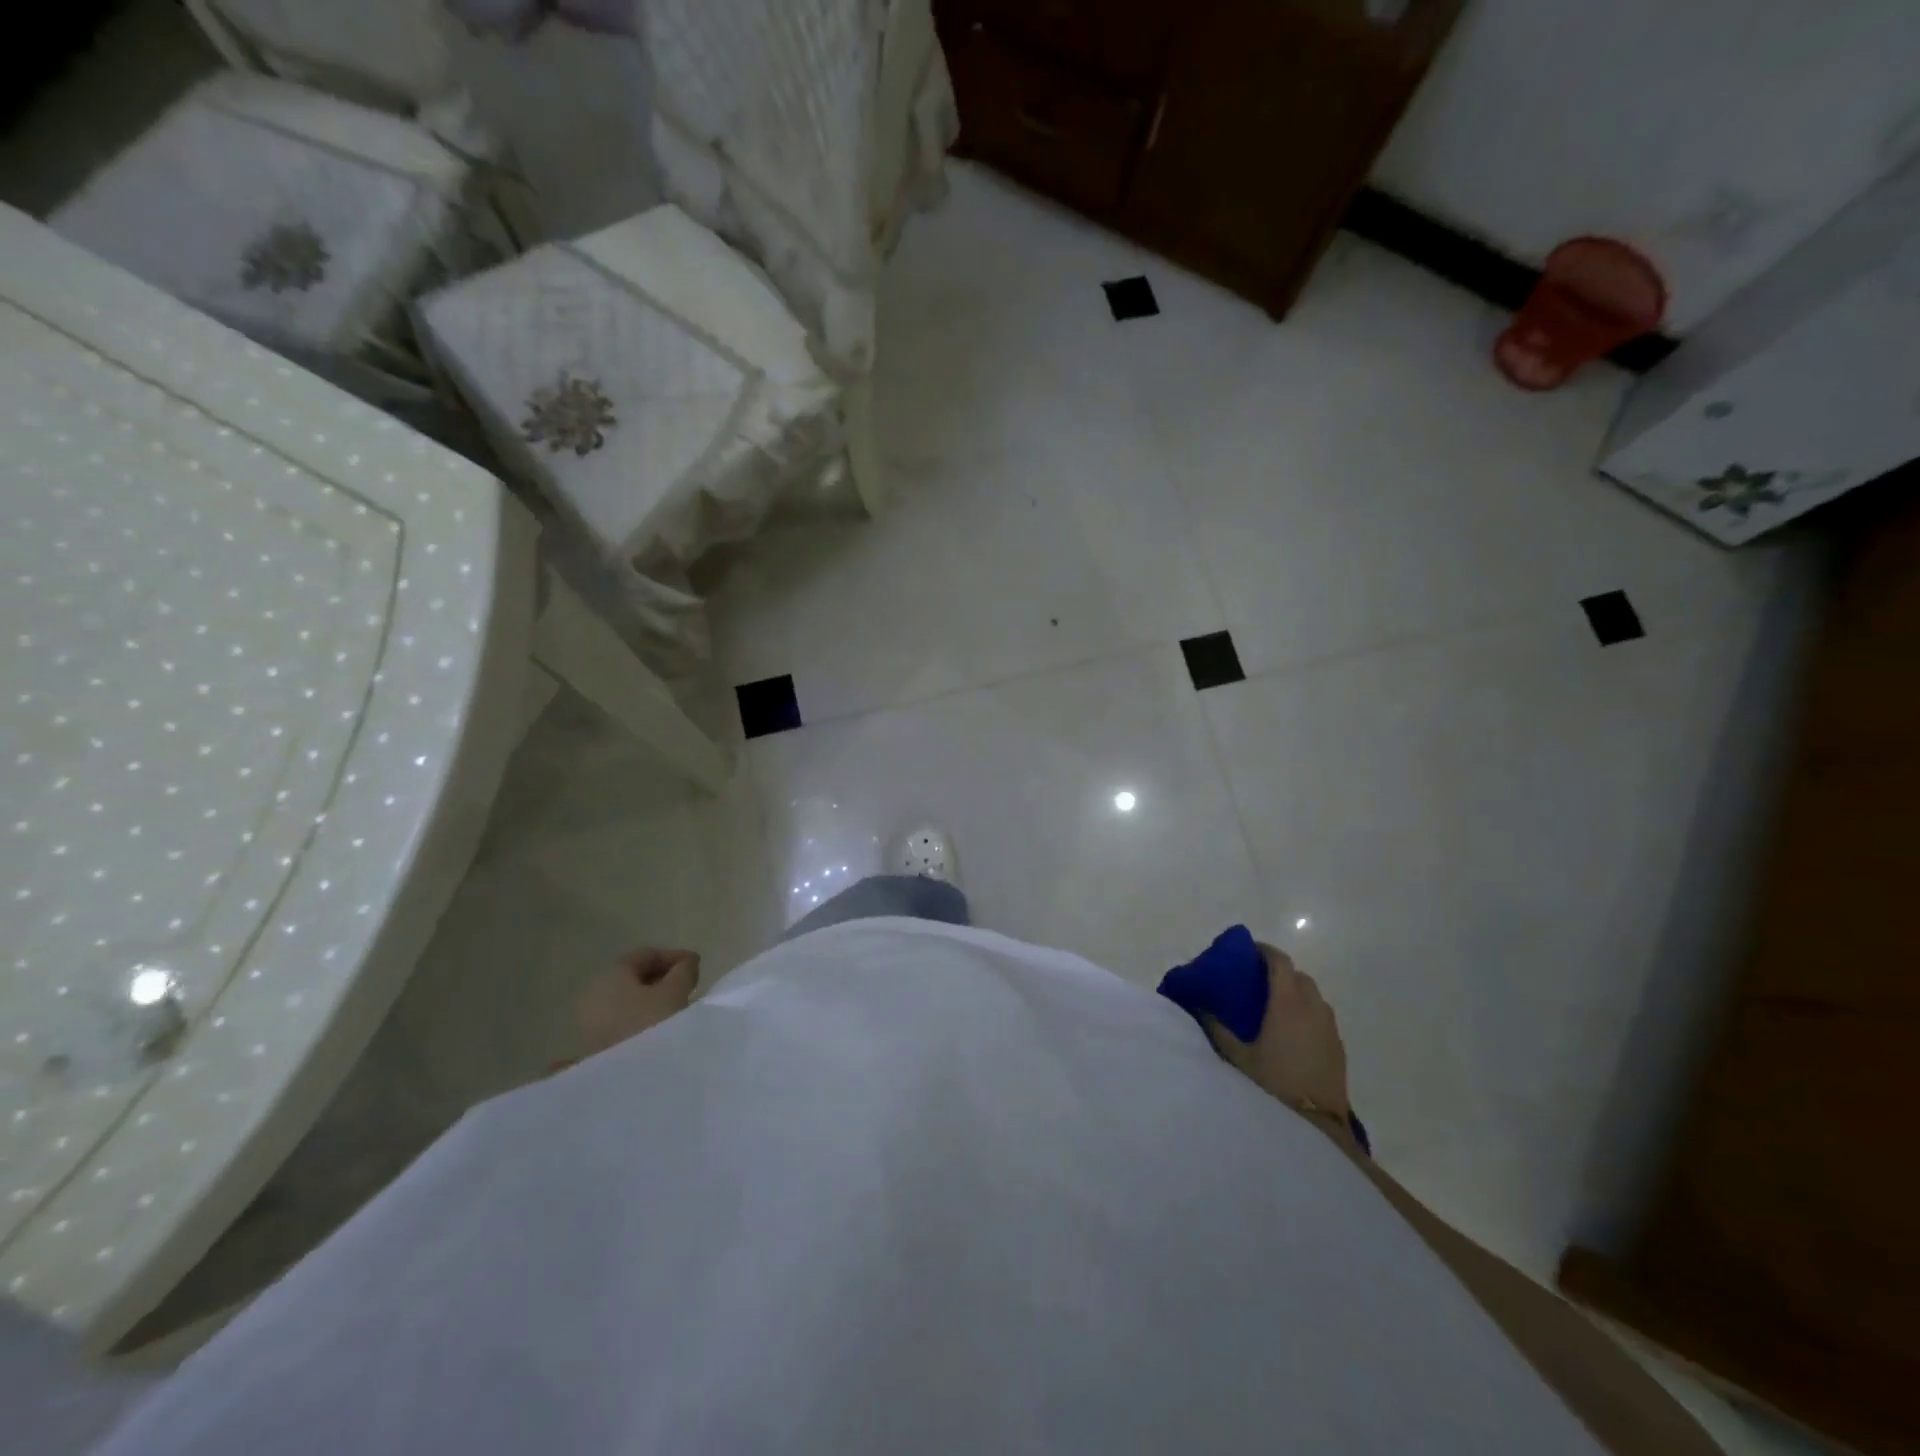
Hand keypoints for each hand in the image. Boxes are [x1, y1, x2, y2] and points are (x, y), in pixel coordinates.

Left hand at [574, 947, 699, 1057]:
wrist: (624, 1083)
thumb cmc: (651, 1026)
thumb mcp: (675, 992)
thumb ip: (684, 970)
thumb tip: (686, 963)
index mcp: (610, 976)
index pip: (645, 955)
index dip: (673, 956)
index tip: (697, 967)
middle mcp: (593, 994)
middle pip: (633, 977)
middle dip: (663, 978)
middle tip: (689, 986)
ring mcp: (589, 1022)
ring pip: (627, 1000)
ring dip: (653, 1000)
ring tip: (677, 1008)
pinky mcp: (591, 1045)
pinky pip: (621, 1019)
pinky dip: (640, 1017)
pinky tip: (658, 1028)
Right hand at [1203, 942, 1350, 1119]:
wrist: (1317, 1128)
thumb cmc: (1273, 1085)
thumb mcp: (1236, 1057)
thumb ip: (1216, 1028)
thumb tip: (1198, 1006)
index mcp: (1288, 1003)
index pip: (1280, 962)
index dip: (1264, 951)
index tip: (1247, 952)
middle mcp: (1313, 1008)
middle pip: (1298, 976)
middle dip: (1279, 972)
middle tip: (1255, 982)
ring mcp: (1330, 1029)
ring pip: (1313, 996)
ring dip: (1295, 993)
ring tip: (1273, 1008)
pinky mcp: (1338, 1048)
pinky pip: (1321, 1018)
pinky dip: (1307, 1014)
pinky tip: (1291, 1034)